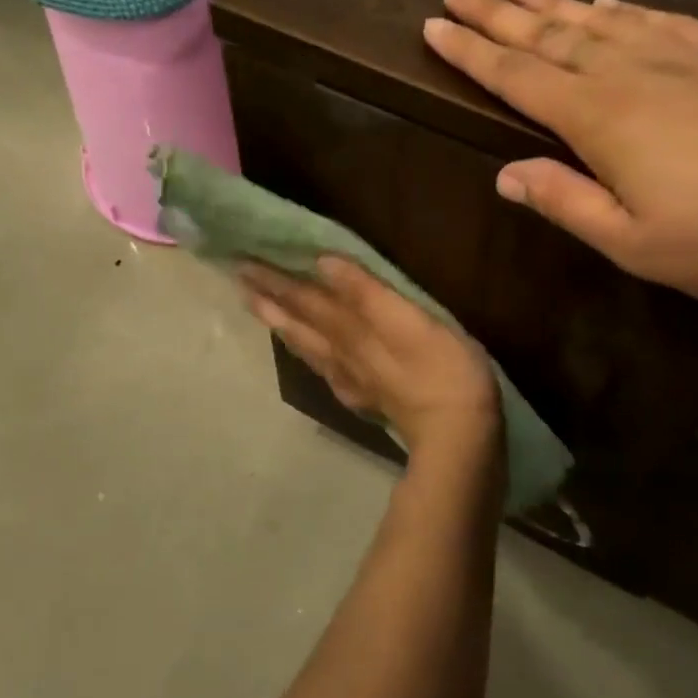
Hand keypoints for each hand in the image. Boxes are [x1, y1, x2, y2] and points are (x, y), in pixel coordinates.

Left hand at [239, 256, 502, 465]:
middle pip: (299, 323)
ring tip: (262, 312)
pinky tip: (317, 362)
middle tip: (240, 281)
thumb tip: (323, 262)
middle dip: (270, 300)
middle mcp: (342, 353)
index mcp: (351, 329)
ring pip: (309, 348)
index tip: (243, 263)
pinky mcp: (369, 399)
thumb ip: (365, 292)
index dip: (276, 280)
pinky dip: (314, 361)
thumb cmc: (441, 368)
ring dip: (283, 326)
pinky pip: (329, 373)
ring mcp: (354, 380)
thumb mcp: (407, 320)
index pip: (304, 299)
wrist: (457, 434)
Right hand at [422, 0, 697, 307]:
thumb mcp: (637, 245)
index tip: (433, 27)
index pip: (517, 78)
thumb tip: (505, 174)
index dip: (472, 53)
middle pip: (548, 36)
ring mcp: (678, 57)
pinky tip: (606, 2)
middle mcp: (629, 74)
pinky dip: (620, 9)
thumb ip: (566, 203)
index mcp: (600, 120)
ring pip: (596, 20)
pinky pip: (654, 20)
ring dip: (551, 2)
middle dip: (497, 14)